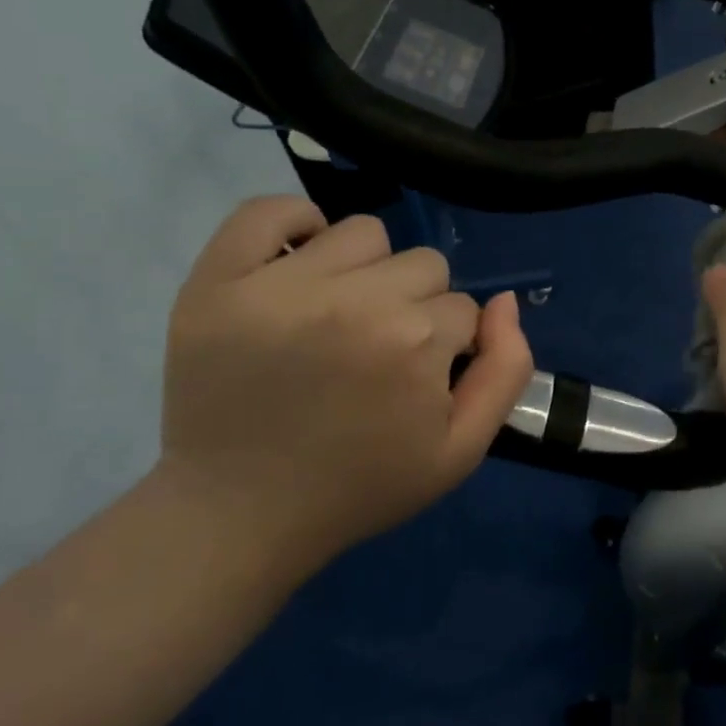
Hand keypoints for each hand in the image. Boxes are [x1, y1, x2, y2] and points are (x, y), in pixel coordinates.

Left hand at [158, 197, 533, 570]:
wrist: (240, 514)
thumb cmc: (361, 486)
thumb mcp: (461, 450)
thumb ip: (507, 370)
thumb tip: (504, 301)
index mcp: (415, 342)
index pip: (463, 309)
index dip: (448, 348)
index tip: (415, 383)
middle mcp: (355, 300)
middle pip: (424, 265)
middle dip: (416, 307)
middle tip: (378, 354)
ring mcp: (280, 285)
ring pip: (364, 234)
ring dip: (367, 271)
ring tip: (339, 317)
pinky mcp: (218, 281)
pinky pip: (268, 211)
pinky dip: (294, 225)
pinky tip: (299, 265)